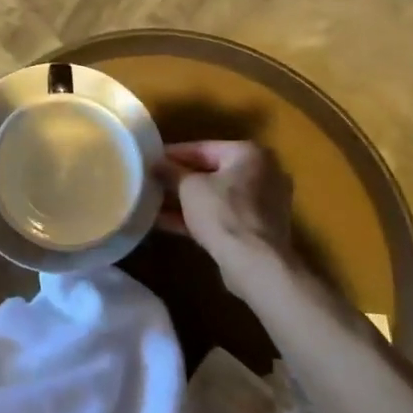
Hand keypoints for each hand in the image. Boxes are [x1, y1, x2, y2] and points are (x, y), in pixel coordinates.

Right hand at [156, 140, 296, 298]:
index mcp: (250, 154)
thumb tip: (156, 163)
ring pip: (216, 196)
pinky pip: (222, 216)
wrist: (255, 264)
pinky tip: (165, 222)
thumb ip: (171, 172)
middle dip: (179, 179)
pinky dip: (197, 217)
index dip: (172, 155)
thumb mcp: (189, 187)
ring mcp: (263, 204)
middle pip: (211, 172)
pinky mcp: (257, 229)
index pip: (202, 148)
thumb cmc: (223, 213)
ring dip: (185, 200)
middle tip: (151, 181)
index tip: (149, 160)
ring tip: (153, 201)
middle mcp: (262, 174)